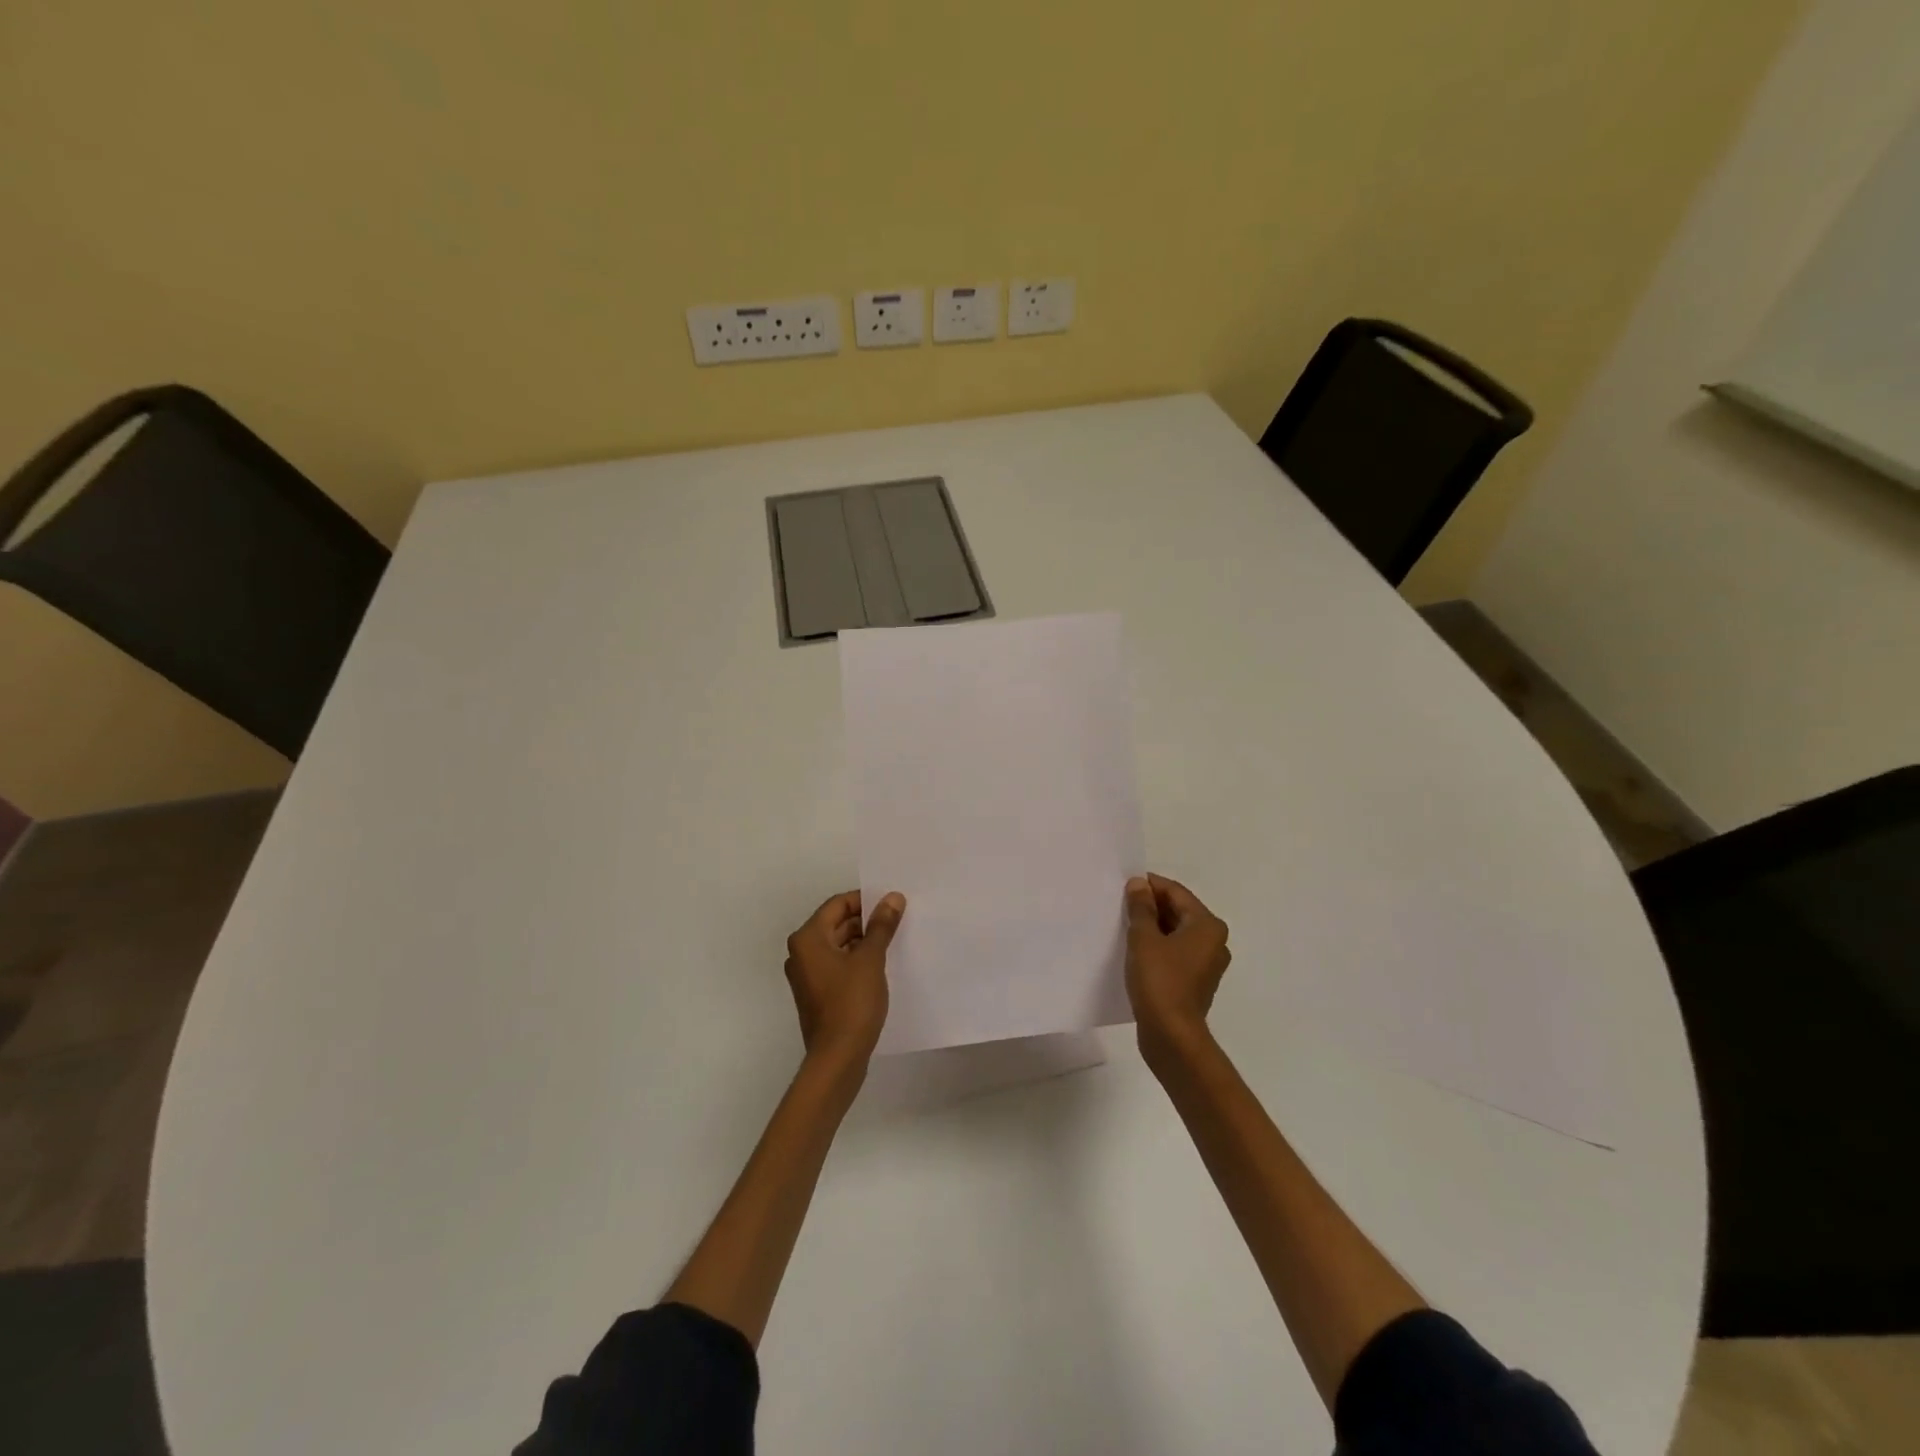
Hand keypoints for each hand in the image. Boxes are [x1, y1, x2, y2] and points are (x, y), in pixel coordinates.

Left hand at [784, 890, 904, 1065]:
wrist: (838, 1058)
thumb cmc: (851, 1002)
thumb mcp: (871, 959)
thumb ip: (881, 925)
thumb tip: (893, 897)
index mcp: (808, 938)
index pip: (837, 904)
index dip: (865, 900)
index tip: (891, 903)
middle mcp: (801, 952)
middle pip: (836, 923)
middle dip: (866, 921)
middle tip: (897, 920)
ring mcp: (807, 975)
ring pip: (838, 945)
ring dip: (863, 941)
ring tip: (894, 941)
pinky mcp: (817, 993)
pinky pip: (837, 965)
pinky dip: (856, 960)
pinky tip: (881, 964)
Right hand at [1124, 874, 1231, 1069]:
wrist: (1171, 1036)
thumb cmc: (1159, 980)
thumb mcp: (1144, 938)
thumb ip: (1141, 907)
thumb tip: (1139, 884)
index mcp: (1208, 926)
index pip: (1176, 892)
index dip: (1150, 885)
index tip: (1124, 885)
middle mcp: (1214, 942)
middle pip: (1179, 912)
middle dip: (1151, 906)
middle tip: (1121, 904)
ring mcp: (1206, 964)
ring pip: (1177, 933)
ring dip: (1153, 927)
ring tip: (1124, 925)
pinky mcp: (1195, 982)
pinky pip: (1175, 953)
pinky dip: (1158, 946)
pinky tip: (1135, 950)